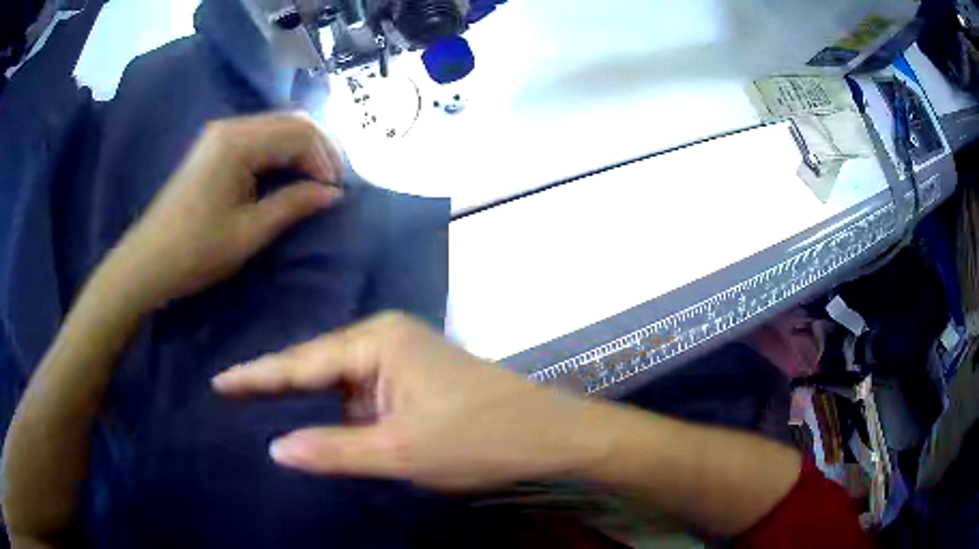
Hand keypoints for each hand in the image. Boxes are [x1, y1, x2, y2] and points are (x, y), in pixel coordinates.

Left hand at [97, 113, 343, 311]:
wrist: (147, 261)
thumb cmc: (195, 251)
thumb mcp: (249, 233)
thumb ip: (293, 205)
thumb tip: (332, 194)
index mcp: (238, 142)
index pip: (300, 133)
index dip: (325, 159)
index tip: (337, 192)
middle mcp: (231, 126)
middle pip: (291, 122)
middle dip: (319, 150)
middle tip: (332, 184)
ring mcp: (220, 134)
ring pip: (277, 127)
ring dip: (301, 150)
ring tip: (315, 181)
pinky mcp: (215, 146)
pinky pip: (260, 137)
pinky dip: (281, 153)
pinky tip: (287, 175)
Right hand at [212, 312, 610, 489]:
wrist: (548, 434)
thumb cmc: (478, 438)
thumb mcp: (400, 451)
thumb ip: (332, 449)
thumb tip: (275, 447)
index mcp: (377, 340)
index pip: (301, 362)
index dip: (257, 376)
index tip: (220, 382)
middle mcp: (385, 338)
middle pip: (318, 366)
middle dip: (278, 385)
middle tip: (231, 395)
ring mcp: (402, 357)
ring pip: (340, 382)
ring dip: (310, 401)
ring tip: (259, 407)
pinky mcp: (414, 378)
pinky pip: (362, 393)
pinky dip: (339, 411)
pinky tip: (319, 423)